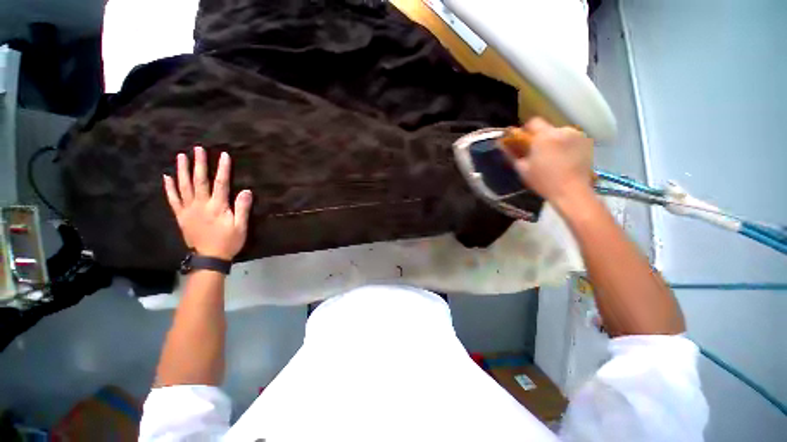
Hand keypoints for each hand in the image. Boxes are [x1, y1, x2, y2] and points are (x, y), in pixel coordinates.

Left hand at [163, 146, 252, 260]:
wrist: (209, 257)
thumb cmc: (229, 241)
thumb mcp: (241, 226)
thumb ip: (242, 208)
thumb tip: (246, 191)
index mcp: (217, 206)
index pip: (220, 183)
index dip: (223, 169)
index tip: (223, 155)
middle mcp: (200, 204)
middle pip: (199, 180)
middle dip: (199, 164)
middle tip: (197, 149)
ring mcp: (188, 209)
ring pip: (184, 186)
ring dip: (182, 170)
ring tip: (181, 156)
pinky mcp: (181, 215)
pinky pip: (173, 199)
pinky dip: (169, 187)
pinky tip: (167, 177)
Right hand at [501, 117, 593, 202]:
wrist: (572, 192)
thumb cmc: (543, 181)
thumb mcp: (522, 169)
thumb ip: (512, 154)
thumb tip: (502, 144)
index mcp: (544, 136)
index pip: (533, 122)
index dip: (527, 129)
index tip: (524, 141)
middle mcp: (561, 130)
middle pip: (547, 128)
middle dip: (541, 137)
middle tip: (538, 153)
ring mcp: (576, 135)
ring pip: (560, 133)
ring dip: (554, 141)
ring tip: (553, 157)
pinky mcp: (587, 142)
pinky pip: (571, 138)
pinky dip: (566, 145)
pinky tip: (565, 158)